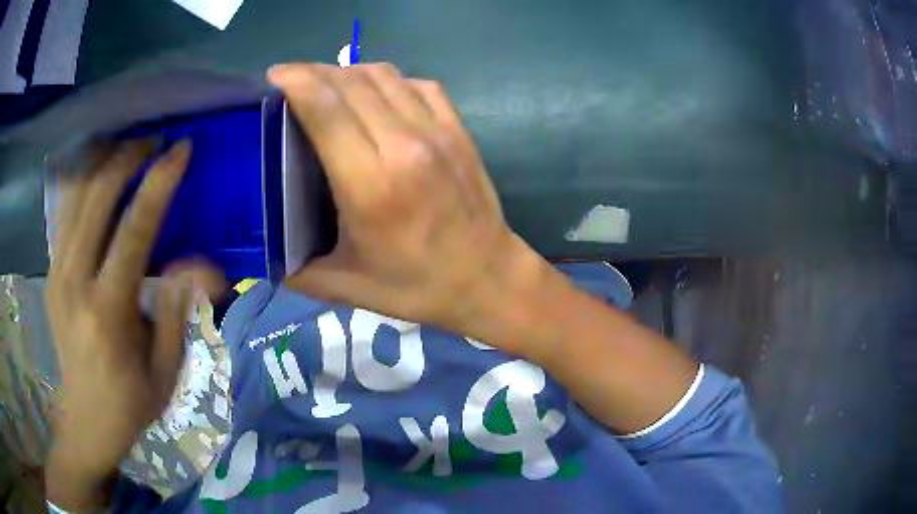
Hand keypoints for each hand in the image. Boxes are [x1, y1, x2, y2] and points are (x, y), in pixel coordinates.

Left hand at [45, 140, 223, 508]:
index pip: (134, 229)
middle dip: (127, 157)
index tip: (180, 149)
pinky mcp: (50, 273)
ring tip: (127, 147)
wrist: (86, 420)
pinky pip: (64, 212)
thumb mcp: (166, 369)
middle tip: (153, 141)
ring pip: (75, 195)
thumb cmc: (131, 400)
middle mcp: (75, 282)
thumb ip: (178, 310)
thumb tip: (202, 264)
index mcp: (109, 311)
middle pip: (97, 197)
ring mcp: (57, 274)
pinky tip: (98, 172)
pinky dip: (82, 182)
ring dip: (102, 162)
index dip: (159, 183)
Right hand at [270, 63, 553, 345]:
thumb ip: (293, 266)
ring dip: (348, 73)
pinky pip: (417, 84)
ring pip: (384, 75)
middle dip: (313, 72)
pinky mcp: (458, 129)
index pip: (326, 108)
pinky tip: (374, 96)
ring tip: (326, 86)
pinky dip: (387, 81)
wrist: (488, 278)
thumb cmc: (415, 286)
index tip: (273, 76)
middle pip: (350, 82)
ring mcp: (437, 132)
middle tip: (290, 83)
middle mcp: (404, 145)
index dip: (296, 81)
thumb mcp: (344, 286)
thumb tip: (259, 246)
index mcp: (371, 185)